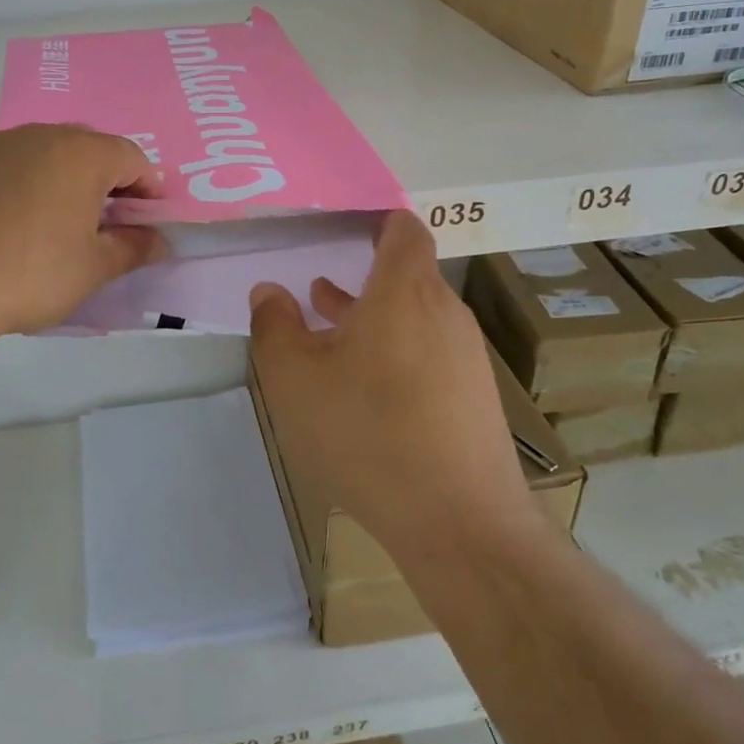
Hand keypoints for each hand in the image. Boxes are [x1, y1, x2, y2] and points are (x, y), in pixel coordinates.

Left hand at [0, 124, 166, 340]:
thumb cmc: (28, 273)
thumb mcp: (92, 269)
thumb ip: (133, 249)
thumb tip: (158, 241)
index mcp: (80, 153)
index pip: (131, 157)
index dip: (147, 187)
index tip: (147, 218)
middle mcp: (37, 135)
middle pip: (85, 149)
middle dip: (102, 182)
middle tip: (102, 223)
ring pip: (39, 155)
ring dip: (56, 181)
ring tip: (50, 225)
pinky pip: (0, 167)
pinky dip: (14, 186)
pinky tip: (2, 225)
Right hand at [249, 212, 537, 561]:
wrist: (461, 523)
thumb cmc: (368, 433)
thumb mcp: (296, 379)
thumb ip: (275, 326)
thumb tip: (269, 292)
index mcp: (405, 291)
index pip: (403, 229)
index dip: (375, 220)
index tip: (341, 226)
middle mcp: (444, 313)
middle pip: (405, 275)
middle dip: (360, 277)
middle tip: (316, 284)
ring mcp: (465, 357)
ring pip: (413, 318)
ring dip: (372, 318)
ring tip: (328, 330)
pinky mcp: (474, 398)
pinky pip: (428, 354)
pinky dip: (394, 352)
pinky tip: (363, 387)